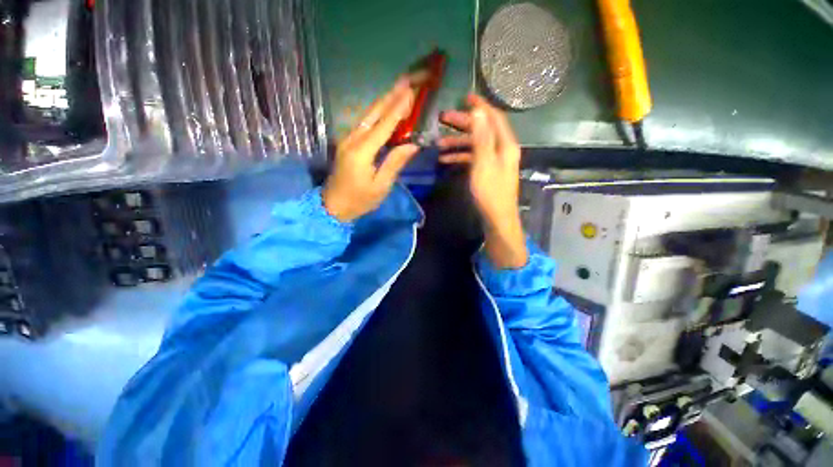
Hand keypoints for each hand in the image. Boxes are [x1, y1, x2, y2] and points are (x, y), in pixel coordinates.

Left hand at [322, 77, 420, 221]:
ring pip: (367, 115)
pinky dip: (377, 113)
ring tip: (399, 87)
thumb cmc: (359, 201)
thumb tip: (413, 144)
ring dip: (384, 100)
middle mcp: (352, 140)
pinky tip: (386, 106)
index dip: (398, 109)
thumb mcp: (381, 186)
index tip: (411, 92)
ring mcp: (347, 140)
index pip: (383, 126)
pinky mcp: (346, 143)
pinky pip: (364, 123)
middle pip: (373, 113)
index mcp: (361, 152)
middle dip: (391, 95)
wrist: (332, 207)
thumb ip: (395, 163)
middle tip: (408, 79)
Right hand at [439, 95, 527, 268]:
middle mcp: (501, 150)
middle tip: (443, 119)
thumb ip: (481, 138)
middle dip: (462, 124)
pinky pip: (473, 159)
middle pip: (482, 130)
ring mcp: (494, 162)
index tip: (464, 97)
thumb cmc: (490, 192)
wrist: (497, 219)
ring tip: (438, 145)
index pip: (493, 118)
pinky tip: (445, 160)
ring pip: (474, 145)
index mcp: (505, 144)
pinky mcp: (487, 172)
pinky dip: (460, 157)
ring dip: (457, 144)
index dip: (480, 107)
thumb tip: (478, 113)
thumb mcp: (483, 163)